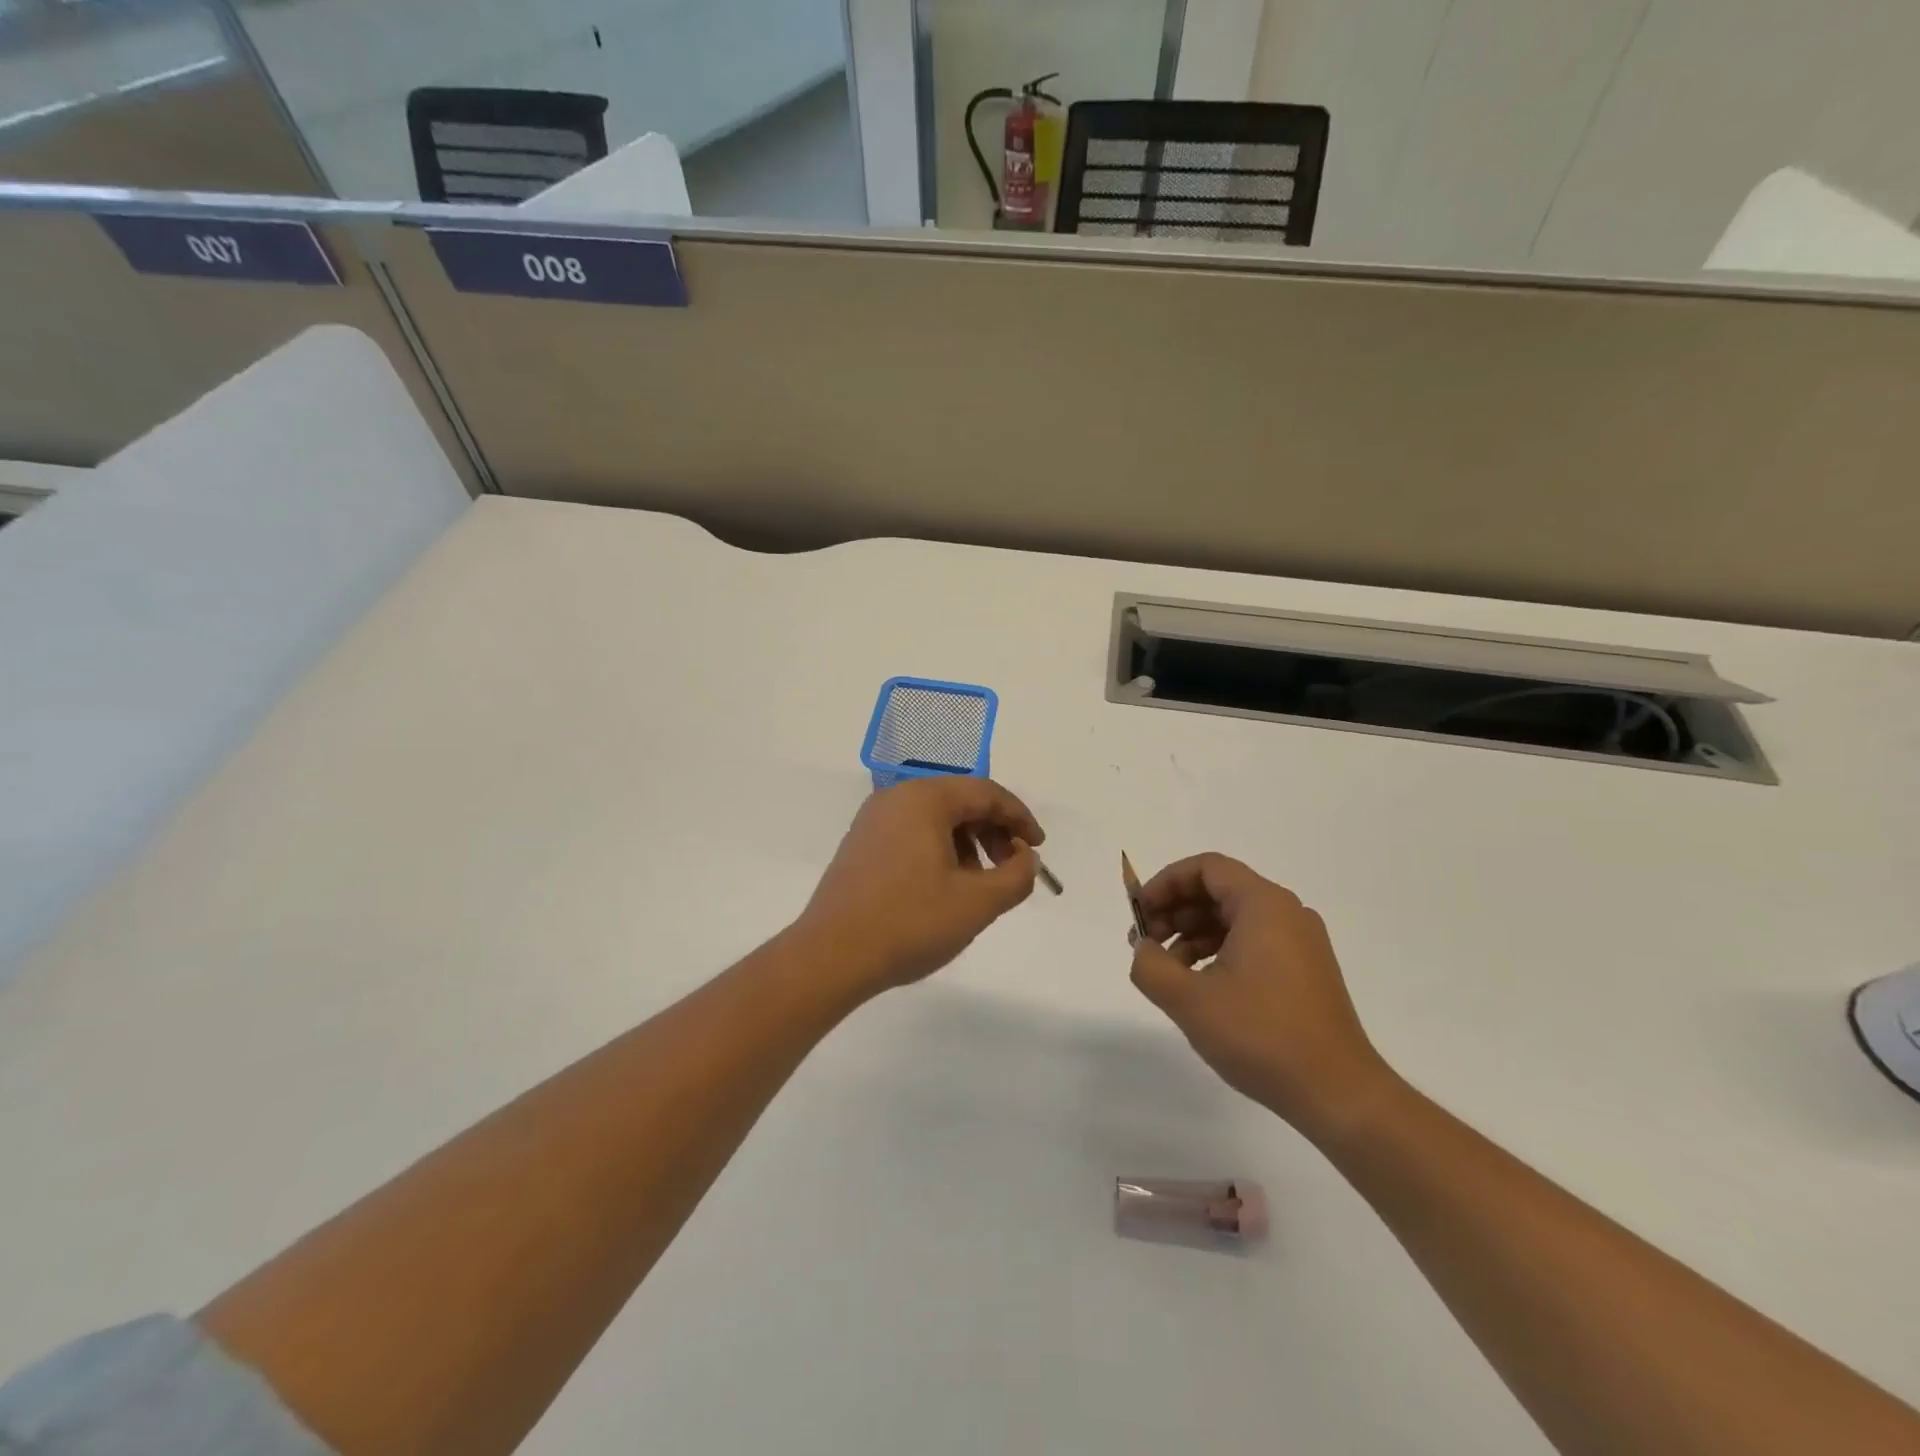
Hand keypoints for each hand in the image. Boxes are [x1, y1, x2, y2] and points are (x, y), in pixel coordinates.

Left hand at [798, 777, 1045, 995]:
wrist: (831, 956)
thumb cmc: (910, 923)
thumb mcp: (977, 903)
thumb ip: (1016, 876)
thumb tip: (1026, 858)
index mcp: (924, 798)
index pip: (986, 793)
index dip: (1020, 819)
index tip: (1038, 849)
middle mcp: (896, 798)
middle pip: (960, 802)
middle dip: (993, 832)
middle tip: (1011, 868)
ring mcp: (873, 820)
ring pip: (936, 819)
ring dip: (967, 844)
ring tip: (979, 885)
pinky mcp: (860, 845)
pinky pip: (912, 834)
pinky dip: (939, 852)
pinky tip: (944, 888)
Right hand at [1129, 853, 1388, 1135]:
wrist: (1339, 1094)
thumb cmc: (1262, 1036)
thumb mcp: (1190, 1000)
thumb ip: (1150, 965)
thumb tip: (1143, 949)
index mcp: (1264, 905)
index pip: (1206, 868)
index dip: (1165, 883)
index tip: (1140, 913)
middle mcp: (1287, 913)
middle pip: (1219, 890)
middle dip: (1175, 910)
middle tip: (1147, 943)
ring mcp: (1300, 943)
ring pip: (1234, 918)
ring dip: (1193, 934)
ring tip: (1168, 969)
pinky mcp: (1305, 971)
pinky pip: (1252, 942)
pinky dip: (1218, 952)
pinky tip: (1200, 986)